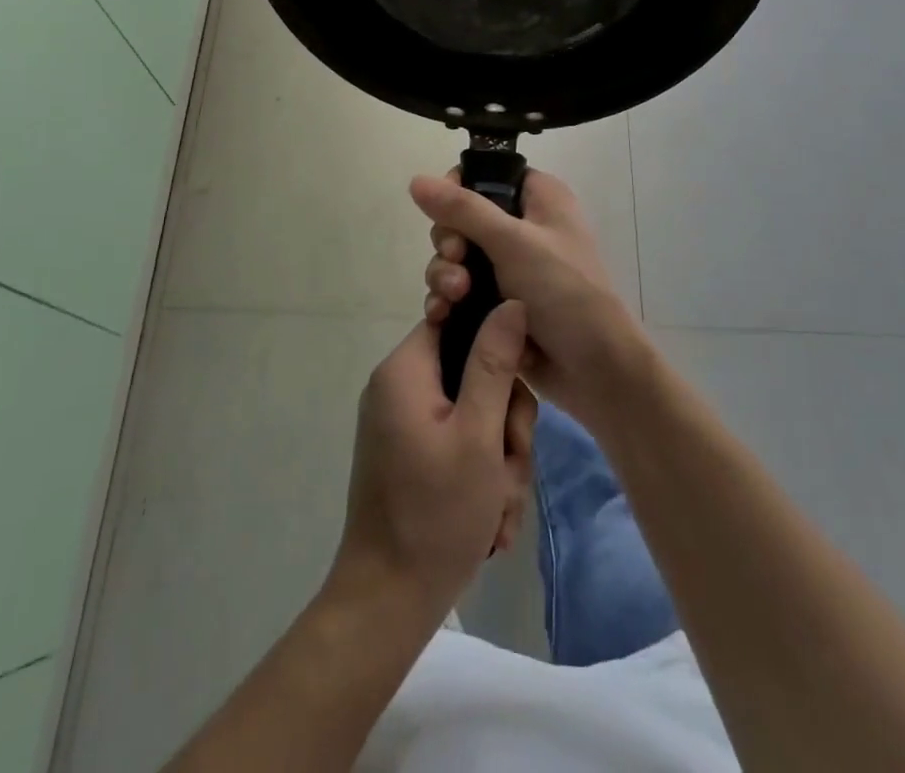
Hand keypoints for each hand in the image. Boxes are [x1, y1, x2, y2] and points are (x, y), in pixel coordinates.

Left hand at [332, 305, 537, 625]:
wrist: (388, 603)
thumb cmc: (436, 513)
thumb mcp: (478, 434)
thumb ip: (495, 363)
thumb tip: (511, 302)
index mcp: (405, 370)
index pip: (457, 321)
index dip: (496, 345)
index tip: (517, 387)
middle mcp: (400, 388)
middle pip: (473, 373)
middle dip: (504, 423)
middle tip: (508, 465)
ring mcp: (404, 424)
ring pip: (475, 414)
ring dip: (499, 459)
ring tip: (499, 506)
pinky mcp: (412, 454)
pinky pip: (460, 443)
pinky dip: (482, 475)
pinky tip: (491, 519)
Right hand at [411, 168, 648, 432]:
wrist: (595, 369)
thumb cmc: (563, 291)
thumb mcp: (512, 242)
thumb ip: (462, 209)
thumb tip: (416, 179)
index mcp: (539, 198)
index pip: (486, 175)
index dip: (458, 191)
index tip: (448, 215)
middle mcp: (524, 226)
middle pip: (462, 219)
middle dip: (450, 243)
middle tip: (456, 260)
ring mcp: (511, 267)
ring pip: (457, 258)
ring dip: (446, 275)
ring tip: (453, 297)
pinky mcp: (499, 302)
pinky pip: (461, 291)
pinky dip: (448, 300)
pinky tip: (441, 315)